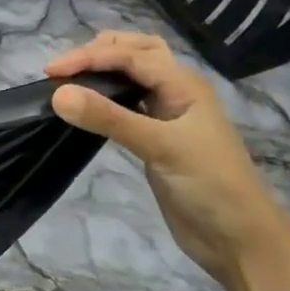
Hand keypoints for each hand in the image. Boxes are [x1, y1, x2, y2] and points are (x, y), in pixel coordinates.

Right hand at [46, 31, 289, 286]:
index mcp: (184, 84)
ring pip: (133, 76)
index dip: (89, 57)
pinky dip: (105, 97)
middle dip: (99, 52)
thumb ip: (109, 118)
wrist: (239, 238)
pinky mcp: (156, 138)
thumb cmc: (209, 185)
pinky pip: (127, 103)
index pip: (129, 55)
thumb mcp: (160, 146)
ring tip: (70, 81)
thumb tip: (57, 94)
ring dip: (104, 70)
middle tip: (63, 70)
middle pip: (136, 52)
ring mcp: (167, 115)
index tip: (50, 72)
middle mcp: (176, 91)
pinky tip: (87, 108)